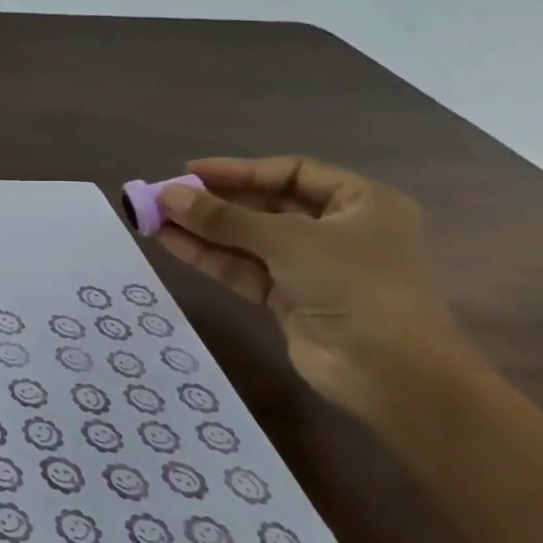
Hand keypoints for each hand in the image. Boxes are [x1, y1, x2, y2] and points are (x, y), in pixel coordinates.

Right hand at [155, 156, 480, 422]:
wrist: (389, 372)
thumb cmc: (355, 286)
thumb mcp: (288, 240)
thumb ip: (224, 217)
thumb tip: (166, 195)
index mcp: (361, 203)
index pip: (292, 173)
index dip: (239, 170)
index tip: (189, 173)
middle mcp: (337, 230)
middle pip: (265, 206)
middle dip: (214, 202)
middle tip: (164, 197)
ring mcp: (311, 267)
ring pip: (247, 239)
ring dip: (202, 229)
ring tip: (153, 218)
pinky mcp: (288, 298)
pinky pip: (242, 268)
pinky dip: (208, 255)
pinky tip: (170, 242)